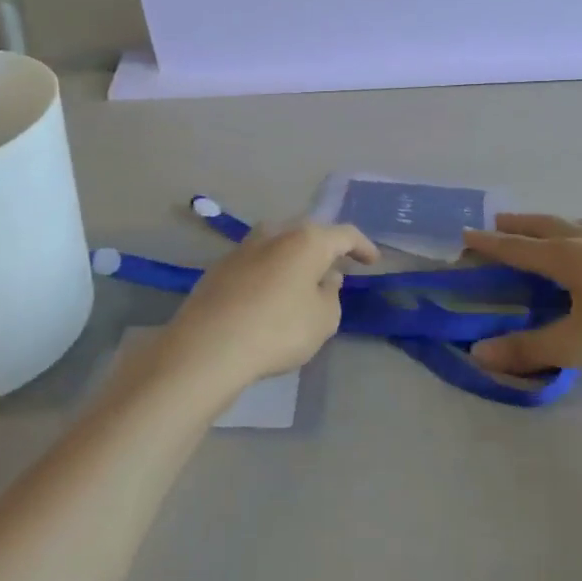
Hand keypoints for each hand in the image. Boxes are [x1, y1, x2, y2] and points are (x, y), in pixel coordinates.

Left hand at [152, 222, 378, 400]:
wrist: (209, 346)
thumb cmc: (278, 330)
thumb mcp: (323, 320)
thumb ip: (331, 295)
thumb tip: (326, 278)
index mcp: (307, 240)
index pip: (345, 234)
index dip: (362, 246)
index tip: (372, 261)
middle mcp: (275, 233)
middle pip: (308, 233)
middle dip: (325, 248)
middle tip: (337, 266)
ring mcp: (243, 248)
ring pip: (278, 244)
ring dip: (294, 258)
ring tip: (302, 279)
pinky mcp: (220, 267)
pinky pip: (256, 263)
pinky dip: (270, 273)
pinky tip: (270, 295)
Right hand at [462, 214, 581, 374]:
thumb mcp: (575, 343)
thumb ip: (528, 349)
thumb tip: (479, 353)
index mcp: (564, 257)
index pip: (516, 248)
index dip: (489, 243)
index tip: (466, 233)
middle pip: (544, 226)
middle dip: (518, 225)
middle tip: (498, 221)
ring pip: (574, 225)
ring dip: (550, 224)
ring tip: (543, 227)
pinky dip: (580, 233)